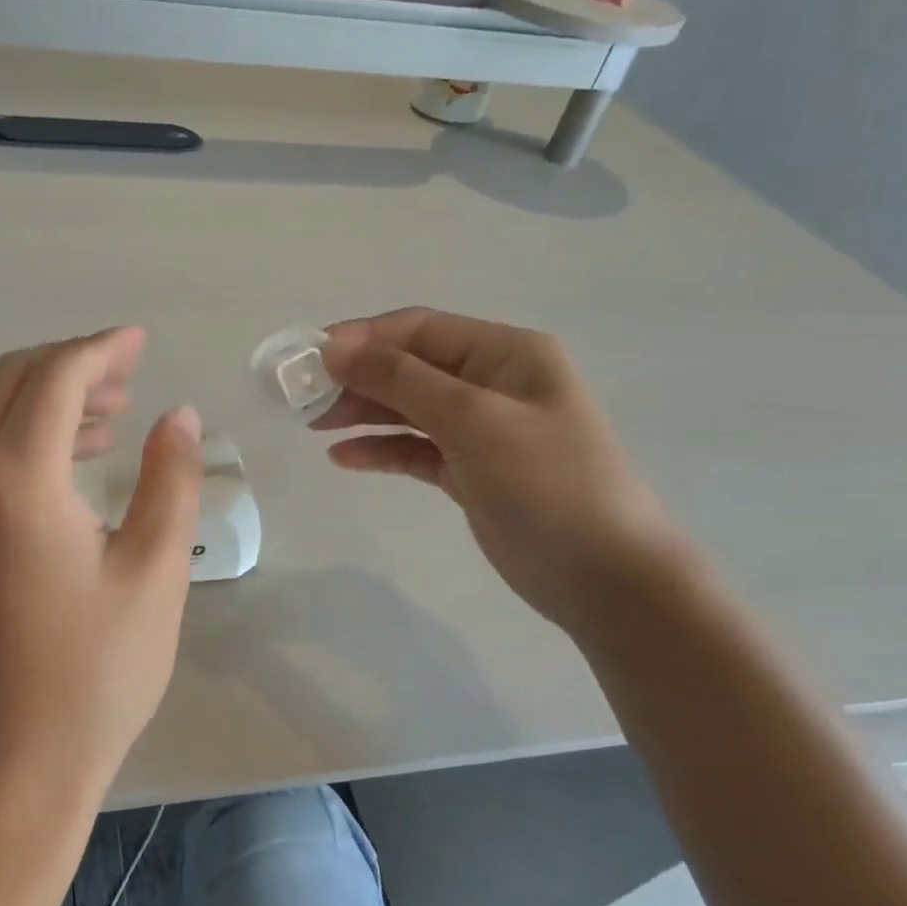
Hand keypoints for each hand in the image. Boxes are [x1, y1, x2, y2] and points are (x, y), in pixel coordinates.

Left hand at [0, 328, 202, 804]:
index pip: (56, 378)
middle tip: (132, 372)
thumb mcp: (154, 570)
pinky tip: (79, 457)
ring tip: (116, 411)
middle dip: (73, 363)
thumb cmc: (97, 672)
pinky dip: (32, 434)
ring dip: (52, 396)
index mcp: (16, 479)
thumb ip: (169, 480)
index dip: (101, 350)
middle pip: (14, 381)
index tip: (142, 341)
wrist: (14, 762)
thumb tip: (178, 415)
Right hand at [318, 308, 686, 632]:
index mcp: (504, 353)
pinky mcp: (470, 471)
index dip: (360, 338)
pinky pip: (415, 449)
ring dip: (362, 412)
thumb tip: (334, 347)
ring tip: (313, 425)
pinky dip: (381, 449)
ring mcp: (481, 429)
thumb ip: (400, 380)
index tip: (307, 358)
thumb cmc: (546, 483)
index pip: (418, 329)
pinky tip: (343, 458)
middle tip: (301, 398)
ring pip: (407, 408)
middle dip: (355, 378)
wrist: (605, 577)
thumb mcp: (472, 420)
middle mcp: (491, 382)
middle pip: (408, 367)